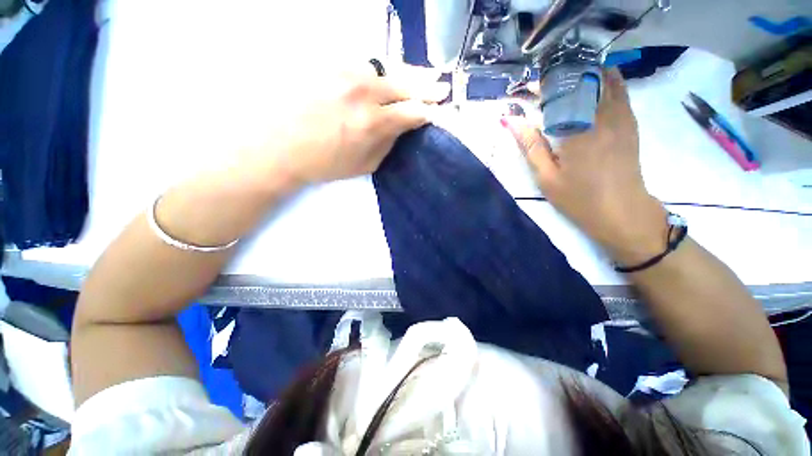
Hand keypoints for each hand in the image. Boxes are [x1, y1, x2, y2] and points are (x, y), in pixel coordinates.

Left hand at [245, 64, 449, 188]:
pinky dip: (380, 73)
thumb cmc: (324, 163)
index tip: (436, 111)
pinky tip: (385, 80)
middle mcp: (362, 91)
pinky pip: (364, 65)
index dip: (427, 111)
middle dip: (426, 87)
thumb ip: (388, 142)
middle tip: (441, 87)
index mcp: (372, 123)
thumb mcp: (365, 164)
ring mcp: (344, 72)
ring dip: (405, 77)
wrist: (277, 146)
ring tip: (418, 80)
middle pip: (405, 83)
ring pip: (386, 69)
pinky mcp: (328, 64)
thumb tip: (402, 125)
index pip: (412, 111)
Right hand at [503, 70, 666, 263]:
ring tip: (565, 80)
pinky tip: (591, 87)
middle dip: (562, 76)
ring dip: (584, 74)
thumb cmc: (579, 199)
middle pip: (584, 80)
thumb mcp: (546, 177)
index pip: (559, 94)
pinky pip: (620, 90)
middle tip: (545, 83)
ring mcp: (621, 117)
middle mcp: (602, 116)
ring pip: (606, 79)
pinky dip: (606, 81)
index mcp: (577, 131)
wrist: (622, 212)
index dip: (542, 86)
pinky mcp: (630, 123)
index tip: (527, 88)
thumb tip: (511, 121)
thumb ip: (530, 146)